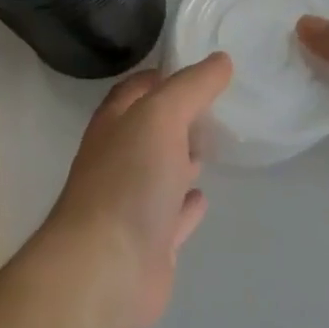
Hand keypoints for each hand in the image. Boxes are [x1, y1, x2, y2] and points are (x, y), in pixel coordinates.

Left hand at [35, 54, 232, 327]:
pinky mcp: (151, 242)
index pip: (136, 89)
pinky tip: (205, 198)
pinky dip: (188, 205)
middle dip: (177, 117)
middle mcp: (119, 158)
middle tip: (216, 106)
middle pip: (149, 129)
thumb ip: (191, 87)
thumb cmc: (129, 180)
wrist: (107, 268)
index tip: (199, 68)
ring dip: (182, 159)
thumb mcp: (161, 117)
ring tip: (214, 144)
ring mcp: (133, 202)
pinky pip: (173, 216)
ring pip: (161, 172)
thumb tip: (221, 59)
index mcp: (114, 124)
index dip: (162, 76)